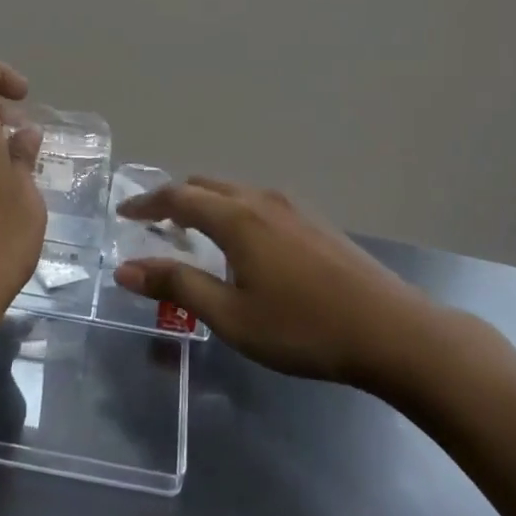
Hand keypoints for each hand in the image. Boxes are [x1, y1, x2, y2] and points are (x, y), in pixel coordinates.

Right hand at [114, 178, 428, 385]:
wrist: (392, 330)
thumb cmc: (303, 327)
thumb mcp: (231, 316)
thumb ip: (178, 287)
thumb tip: (126, 269)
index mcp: (237, 218)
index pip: (178, 197)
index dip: (146, 203)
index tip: (122, 213)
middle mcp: (261, 200)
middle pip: (206, 186)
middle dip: (174, 199)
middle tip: (152, 222)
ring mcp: (293, 207)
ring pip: (234, 192)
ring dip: (205, 204)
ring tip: (191, 231)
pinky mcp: (314, 222)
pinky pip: (258, 203)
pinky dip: (232, 211)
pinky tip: (241, 243)